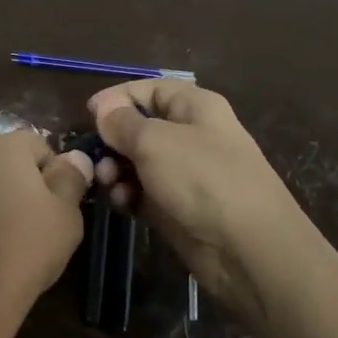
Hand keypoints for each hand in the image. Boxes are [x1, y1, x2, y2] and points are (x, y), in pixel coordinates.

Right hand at [89, 80, 312, 329]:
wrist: (248, 248)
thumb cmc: (202, 179)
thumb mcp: (155, 141)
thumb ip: (122, 123)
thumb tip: (103, 108)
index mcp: (196, 107)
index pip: (151, 89)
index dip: (119, 97)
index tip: (89, 113)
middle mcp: (191, 135)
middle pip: (141, 126)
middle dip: (114, 138)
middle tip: (95, 155)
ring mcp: (186, 174)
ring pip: (138, 162)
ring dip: (117, 169)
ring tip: (108, 182)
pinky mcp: (178, 207)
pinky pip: (144, 193)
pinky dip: (129, 195)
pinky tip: (123, 204)